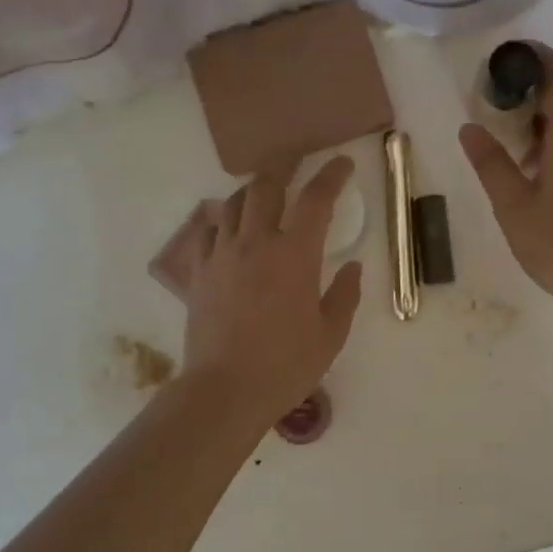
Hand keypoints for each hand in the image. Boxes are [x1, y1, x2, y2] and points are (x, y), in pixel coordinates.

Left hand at [180, 157, 362, 424]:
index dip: (332, 175)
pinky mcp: (199, 272)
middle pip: (266, 185)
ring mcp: (222, 255)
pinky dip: (222, 221)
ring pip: (233, 203)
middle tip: (295, 161)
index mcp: (295, 255)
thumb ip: (345, 295)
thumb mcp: (331, 334)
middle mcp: (256, 243)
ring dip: (252, 190)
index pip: (316, 199)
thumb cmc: (286, 365)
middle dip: (284, 166)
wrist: (225, 390)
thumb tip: (353, 267)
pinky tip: (229, 230)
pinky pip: (207, 231)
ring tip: (263, 192)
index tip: (342, 163)